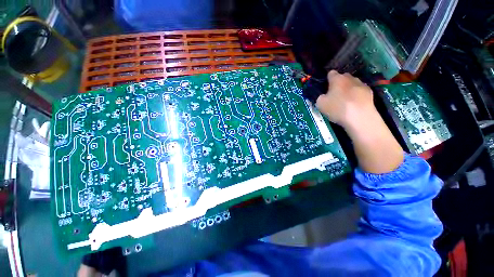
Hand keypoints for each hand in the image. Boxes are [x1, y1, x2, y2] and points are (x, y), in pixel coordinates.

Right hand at [316, 70, 377, 129]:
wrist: (360, 117)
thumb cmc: (337, 108)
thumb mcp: (320, 104)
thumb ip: (320, 97)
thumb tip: (324, 96)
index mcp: (337, 79)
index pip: (331, 73)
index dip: (327, 80)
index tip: (325, 88)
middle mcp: (350, 78)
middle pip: (343, 77)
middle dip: (338, 83)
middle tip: (334, 95)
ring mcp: (362, 84)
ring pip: (352, 84)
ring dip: (348, 89)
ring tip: (345, 100)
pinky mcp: (370, 92)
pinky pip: (360, 91)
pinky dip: (356, 95)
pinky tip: (354, 104)